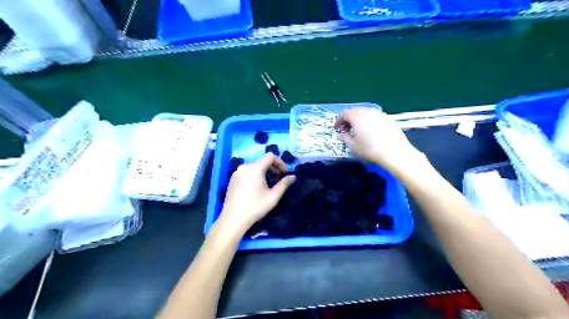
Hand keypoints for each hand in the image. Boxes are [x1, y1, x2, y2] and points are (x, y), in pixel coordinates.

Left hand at [218, 151, 294, 231]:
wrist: (233, 219)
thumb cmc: (255, 207)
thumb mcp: (273, 196)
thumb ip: (284, 184)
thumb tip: (293, 177)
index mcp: (255, 168)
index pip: (270, 156)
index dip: (280, 163)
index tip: (285, 174)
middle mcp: (245, 167)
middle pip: (262, 161)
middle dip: (273, 168)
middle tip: (279, 180)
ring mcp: (237, 173)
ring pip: (254, 167)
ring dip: (265, 172)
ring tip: (269, 184)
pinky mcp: (232, 179)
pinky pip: (247, 172)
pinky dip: (255, 175)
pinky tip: (257, 188)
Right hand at [334, 109, 423, 175]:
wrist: (394, 152)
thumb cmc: (370, 150)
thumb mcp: (353, 146)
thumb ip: (345, 137)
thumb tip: (341, 134)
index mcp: (356, 116)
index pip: (344, 113)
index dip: (339, 120)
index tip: (337, 129)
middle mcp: (367, 111)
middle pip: (354, 111)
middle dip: (348, 119)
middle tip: (347, 129)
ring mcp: (379, 113)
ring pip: (365, 112)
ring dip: (359, 119)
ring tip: (359, 130)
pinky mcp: (388, 118)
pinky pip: (374, 116)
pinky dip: (369, 121)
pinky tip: (371, 131)